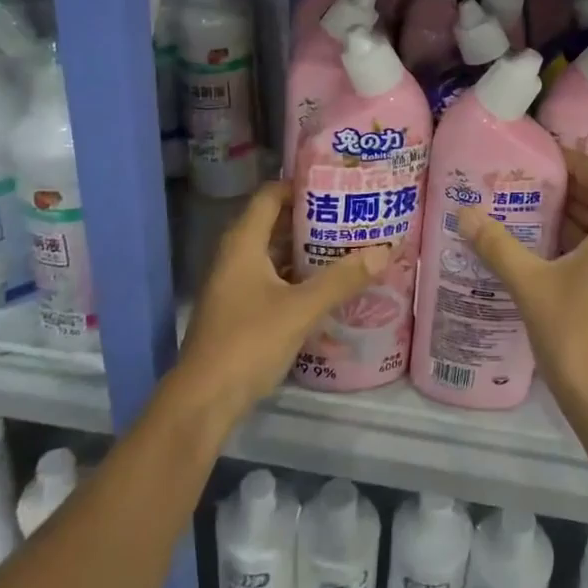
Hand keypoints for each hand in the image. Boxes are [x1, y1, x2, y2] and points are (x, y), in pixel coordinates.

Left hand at [176, 181, 388, 424]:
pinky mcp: (238, 309)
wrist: (203, 401)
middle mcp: (235, 256)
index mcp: (243, 242)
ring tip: (346, 246)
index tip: (337, 186)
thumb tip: (385, 250)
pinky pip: (271, 278)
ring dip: (305, 249)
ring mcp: (234, 284)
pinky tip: (326, 285)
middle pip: (274, 222)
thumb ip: (342, 280)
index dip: (301, 186)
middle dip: (311, 218)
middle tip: (351, 216)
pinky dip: (296, 276)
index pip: (270, 194)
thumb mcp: (301, 309)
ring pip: (273, 253)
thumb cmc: (248, 342)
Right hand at [459, 149, 587, 435]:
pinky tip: (556, 253)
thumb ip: (498, 246)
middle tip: (532, 181)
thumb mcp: (531, 286)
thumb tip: (464, 213)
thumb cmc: (576, 336)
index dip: (575, 162)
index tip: (546, 154)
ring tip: (537, 210)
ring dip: (580, 218)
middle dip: (573, 190)